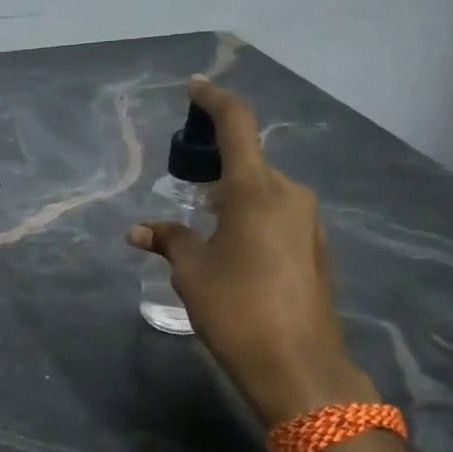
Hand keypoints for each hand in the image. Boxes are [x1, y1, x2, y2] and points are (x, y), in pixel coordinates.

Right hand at [129, 76, 375, 428]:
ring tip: (199, 221)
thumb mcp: (191, 271)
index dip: (213, 101)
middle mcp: (287, 194)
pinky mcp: (313, 247)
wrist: (297, 365)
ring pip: (261, 190)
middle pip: (248, 161)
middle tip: (182, 180)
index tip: (195, 87)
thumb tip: (139, 231)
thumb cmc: (236, 308)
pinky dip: (247, 216)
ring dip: (230, 194)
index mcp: (254, 189)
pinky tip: (228, 246)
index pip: (236, 124)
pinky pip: (274, 214)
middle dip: (215, 163)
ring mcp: (306, 221)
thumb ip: (168, 240)